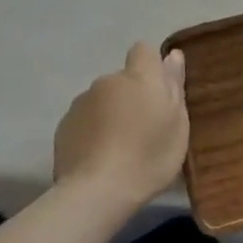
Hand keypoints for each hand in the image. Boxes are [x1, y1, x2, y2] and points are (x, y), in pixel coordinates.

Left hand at [52, 43, 189, 212]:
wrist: (97, 191)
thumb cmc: (149, 157)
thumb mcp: (177, 124)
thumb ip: (174, 86)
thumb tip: (173, 55)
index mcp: (140, 77)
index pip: (143, 50)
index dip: (150, 67)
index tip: (157, 93)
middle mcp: (108, 81)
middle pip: (123, 79)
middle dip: (131, 96)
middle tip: (142, 129)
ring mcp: (82, 102)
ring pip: (102, 100)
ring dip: (110, 113)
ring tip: (118, 147)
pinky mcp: (64, 125)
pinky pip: (84, 119)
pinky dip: (92, 131)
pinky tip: (98, 156)